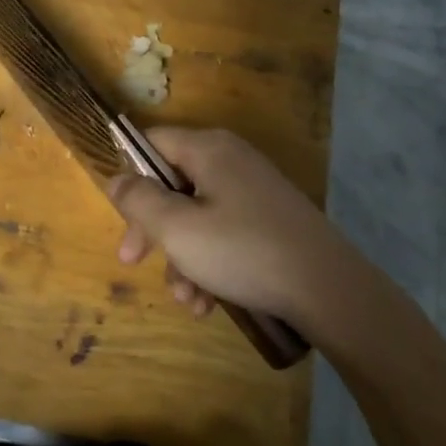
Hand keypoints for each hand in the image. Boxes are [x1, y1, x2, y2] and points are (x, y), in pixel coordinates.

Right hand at [106, 128, 358, 332]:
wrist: (329, 288)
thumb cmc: (243, 251)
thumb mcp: (177, 229)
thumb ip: (139, 201)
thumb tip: (116, 179)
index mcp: (208, 149)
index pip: (152, 143)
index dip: (130, 177)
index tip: (121, 218)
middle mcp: (231, 160)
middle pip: (173, 185)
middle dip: (152, 230)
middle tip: (133, 262)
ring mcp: (254, 191)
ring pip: (197, 216)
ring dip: (182, 258)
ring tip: (187, 300)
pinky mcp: (270, 220)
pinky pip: (225, 232)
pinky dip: (210, 263)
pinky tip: (209, 303)